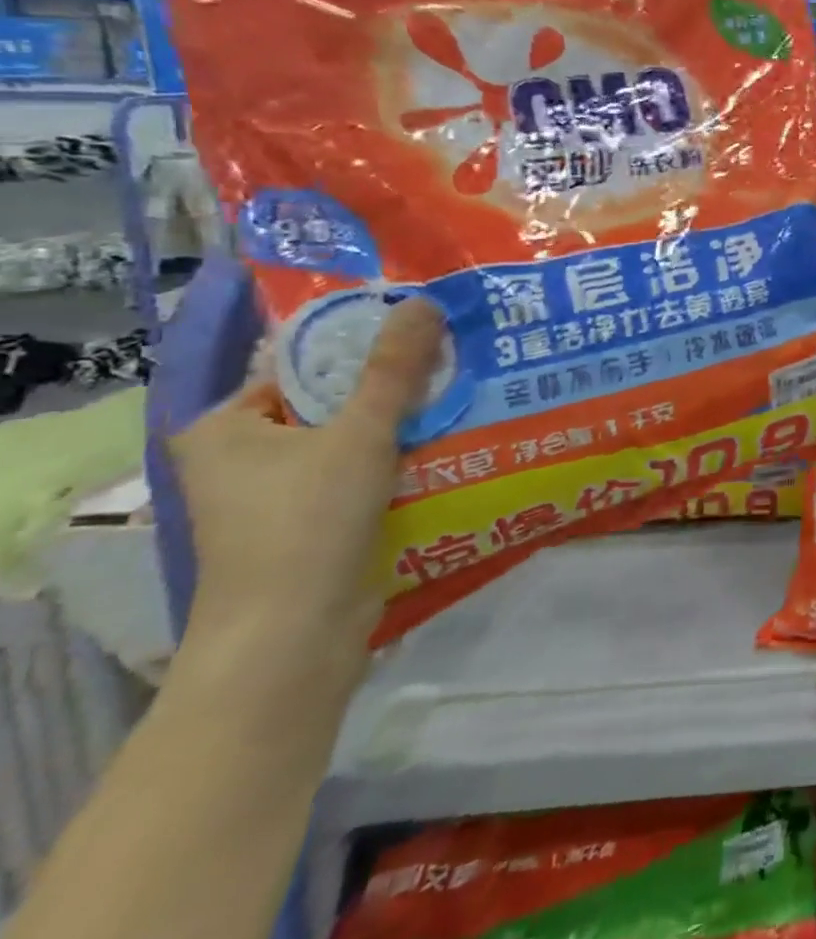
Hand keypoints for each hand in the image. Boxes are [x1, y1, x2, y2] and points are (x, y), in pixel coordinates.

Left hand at [165, 297, 443, 688]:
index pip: (303, 366)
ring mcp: (279, 495)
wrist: (295, 636)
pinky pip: (366, 473)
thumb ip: (393, 369)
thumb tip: (425, 302)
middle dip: (397, 387)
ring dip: (408, 424)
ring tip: (467, 395)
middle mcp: (244, 457)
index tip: (427, 332)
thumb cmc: (306, 523)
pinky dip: (404, 460)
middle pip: (335, 402)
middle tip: (457, 360)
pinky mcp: (315, 524)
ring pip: (356, 440)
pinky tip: (453, 445)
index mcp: (226, 428)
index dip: (365, 346)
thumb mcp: (358, 434)